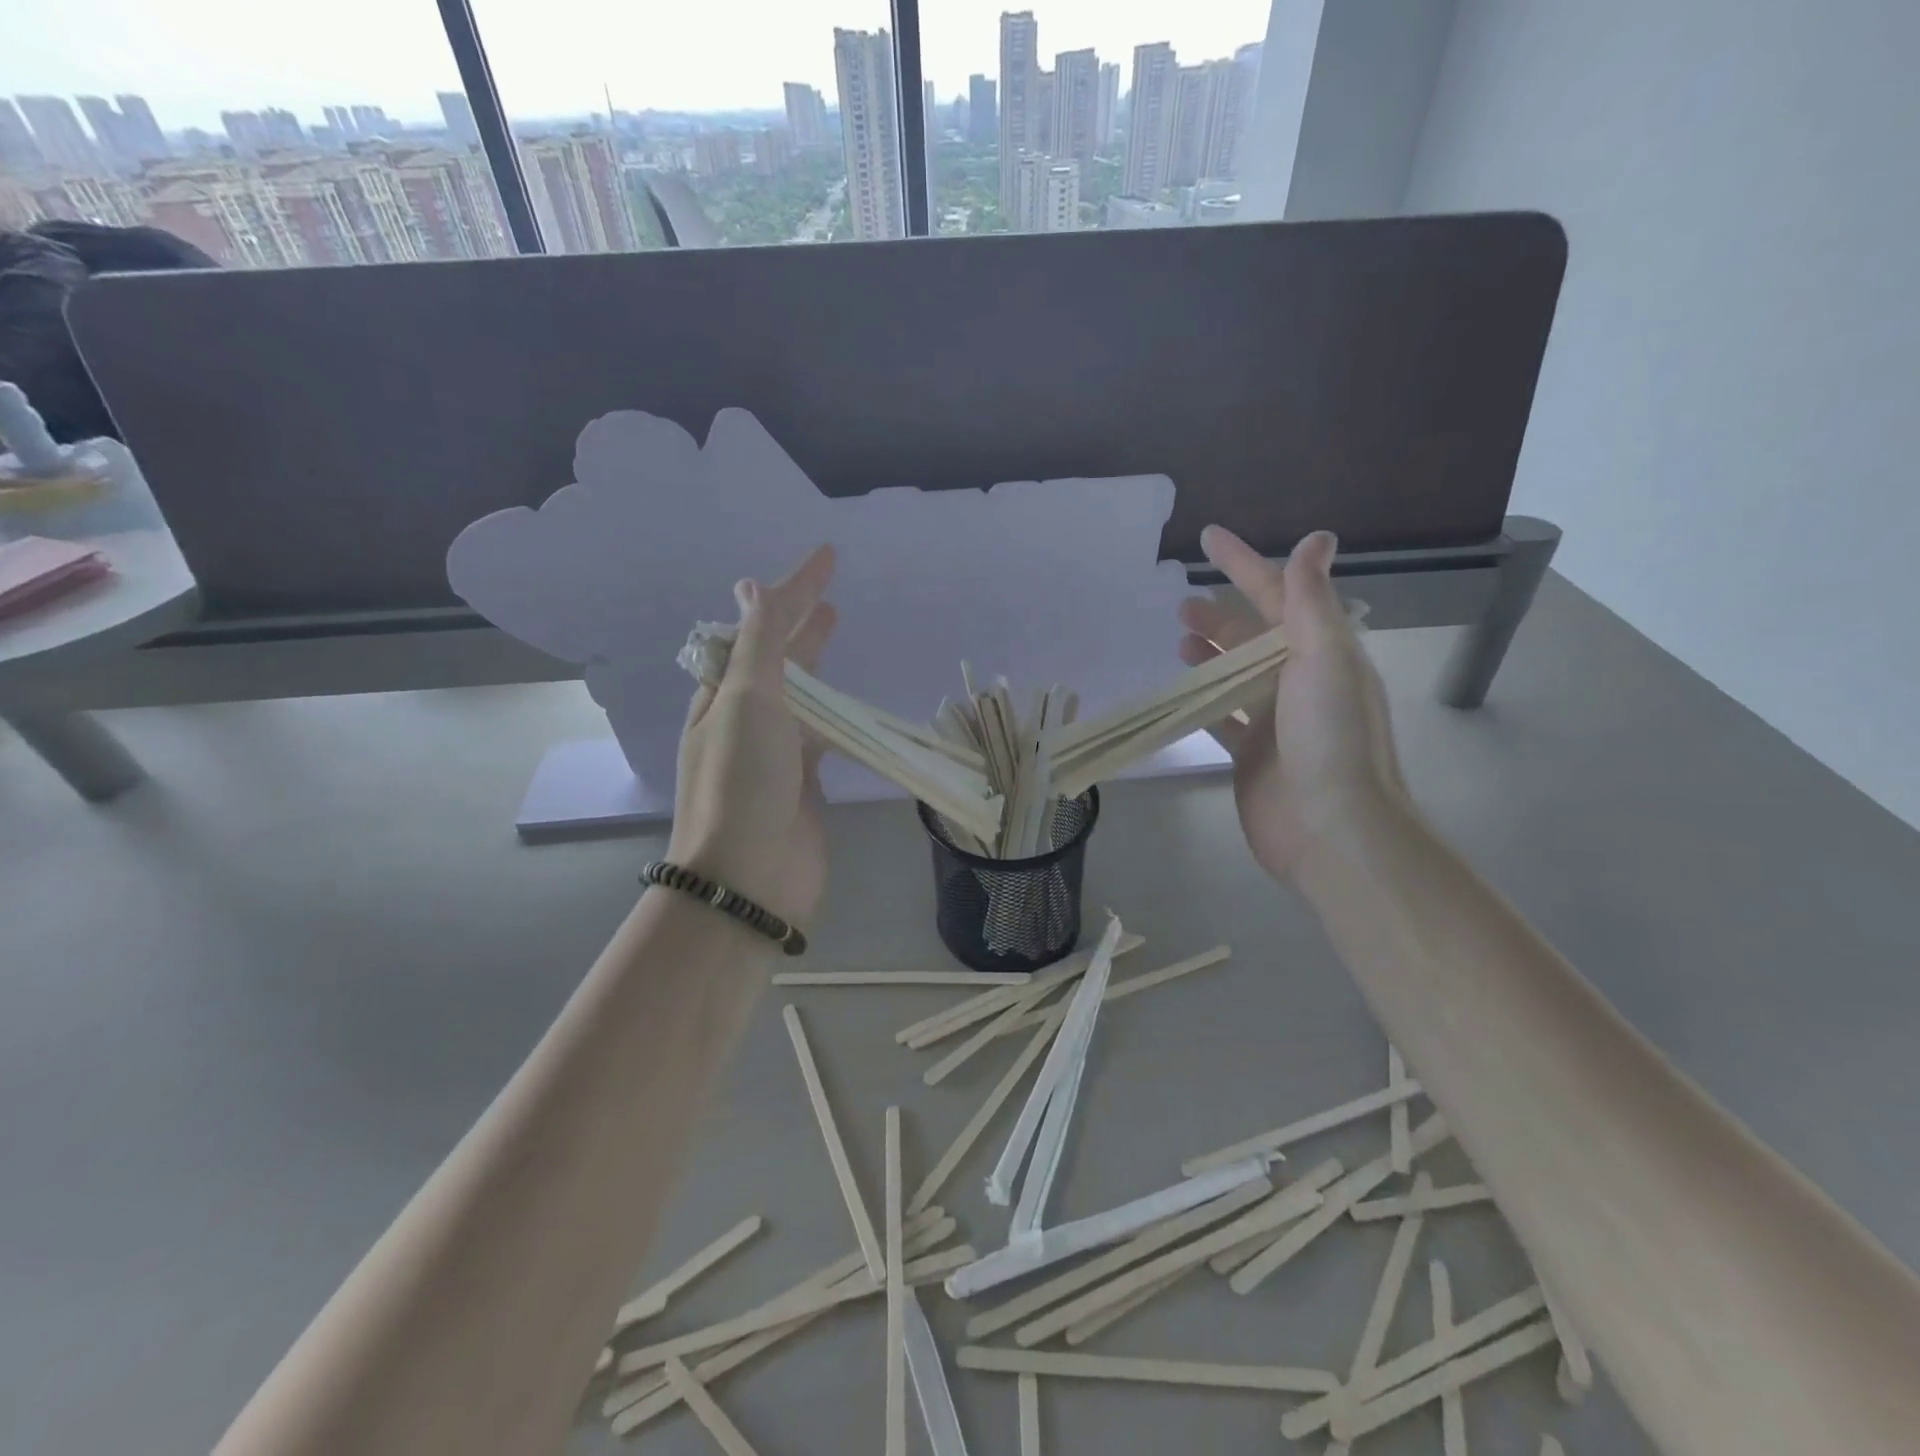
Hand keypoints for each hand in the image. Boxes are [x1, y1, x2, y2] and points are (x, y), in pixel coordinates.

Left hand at [668, 545, 837, 927]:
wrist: (749, 879)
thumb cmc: (743, 783)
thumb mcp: (747, 701)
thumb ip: (760, 645)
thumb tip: (751, 587)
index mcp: (722, 693)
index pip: (759, 626)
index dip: (792, 588)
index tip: (828, 556)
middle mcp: (744, 719)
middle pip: (778, 658)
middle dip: (801, 624)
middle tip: (830, 598)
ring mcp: (773, 753)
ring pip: (801, 695)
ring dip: (818, 664)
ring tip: (839, 633)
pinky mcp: (802, 784)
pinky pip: (821, 736)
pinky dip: (836, 715)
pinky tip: (852, 706)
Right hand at [1177, 527, 1407, 881]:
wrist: (1330, 828)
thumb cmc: (1328, 737)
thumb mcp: (1324, 658)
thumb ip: (1311, 600)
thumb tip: (1317, 537)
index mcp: (1321, 652)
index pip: (1278, 593)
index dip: (1242, 563)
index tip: (1207, 537)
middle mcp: (1300, 681)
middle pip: (1253, 635)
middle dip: (1220, 614)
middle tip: (1180, 605)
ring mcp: (1274, 720)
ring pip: (1234, 675)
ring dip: (1209, 654)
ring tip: (1178, 642)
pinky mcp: (1250, 754)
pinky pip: (1220, 716)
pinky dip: (1200, 701)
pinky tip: (1178, 693)